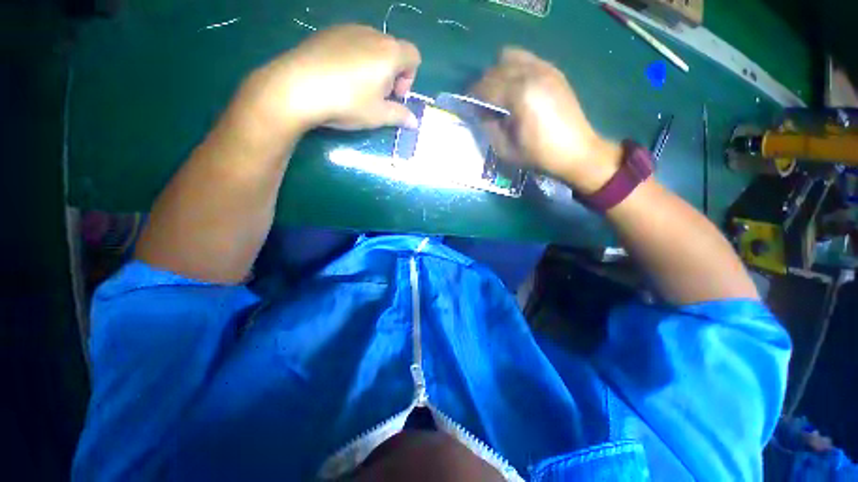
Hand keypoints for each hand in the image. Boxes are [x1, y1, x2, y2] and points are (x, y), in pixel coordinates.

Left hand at [236, 24, 420, 134]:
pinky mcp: (327, 32)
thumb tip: (415, 122)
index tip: (395, 96)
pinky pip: (351, 43)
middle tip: (377, 96)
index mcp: (389, 53)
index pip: (413, 56)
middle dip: (391, 74)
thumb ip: (400, 116)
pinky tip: (339, 78)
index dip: (409, 78)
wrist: (298, 87)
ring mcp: (348, 29)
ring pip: (372, 47)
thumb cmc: (348, 102)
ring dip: (373, 67)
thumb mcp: (378, 115)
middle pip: (393, 51)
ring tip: (356, 89)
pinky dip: (354, 59)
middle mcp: (372, 34)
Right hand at [471, 47, 620, 192]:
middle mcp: (531, 73)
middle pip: (495, 69)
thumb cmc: (538, 155)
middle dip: (483, 85)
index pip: (485, 87)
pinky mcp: (554, 71)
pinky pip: (526, 59)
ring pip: (509, 57)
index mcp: (519, 95)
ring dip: (498, 73)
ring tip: (499, 93)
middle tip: (481, 104)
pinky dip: (514, 69)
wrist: (576, 151)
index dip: (472, 96)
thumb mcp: (505, 149)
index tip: (467, 107)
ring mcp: (545, 68)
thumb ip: (488, 126)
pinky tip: (516, 87)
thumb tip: (480, 111)